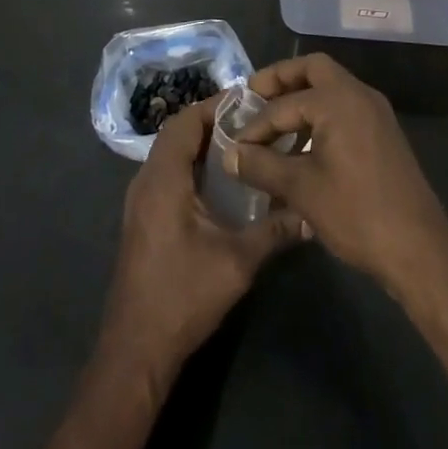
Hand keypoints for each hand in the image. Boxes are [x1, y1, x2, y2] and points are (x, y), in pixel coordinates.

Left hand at [99, 98, 304, 386]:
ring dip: (201, 143)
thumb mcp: (237, 262)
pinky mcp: (144, 218)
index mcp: (163, 179)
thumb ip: (274, 231)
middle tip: (252, 120)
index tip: (249, 100)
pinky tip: (221, 181)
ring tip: (242, 143)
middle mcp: (146, 181)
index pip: (185, 122)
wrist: (136, 348)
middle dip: (211, 121)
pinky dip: (192, 165)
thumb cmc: (183, 296)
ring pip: (170, 154)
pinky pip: (167, 174)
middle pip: (176, 133)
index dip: (214, 106)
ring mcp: (141, 201)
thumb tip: (310, 213)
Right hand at [224, 54, 447, 290]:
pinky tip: (303, 150)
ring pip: (331, 89)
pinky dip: (320, 117)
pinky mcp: (383, 134)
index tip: (234, 145)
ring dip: (301, 100)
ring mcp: (375, 114)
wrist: (420, 250)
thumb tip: (228, 154)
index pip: (283, 103)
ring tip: (273, 129)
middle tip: (253, 97)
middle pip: (313, 69)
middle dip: (280, 81)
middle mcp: (359, 95)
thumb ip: (261, 165)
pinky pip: (344, 110)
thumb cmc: (356, 213)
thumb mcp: (301, 189)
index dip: (255, 124)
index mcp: (338, 100)